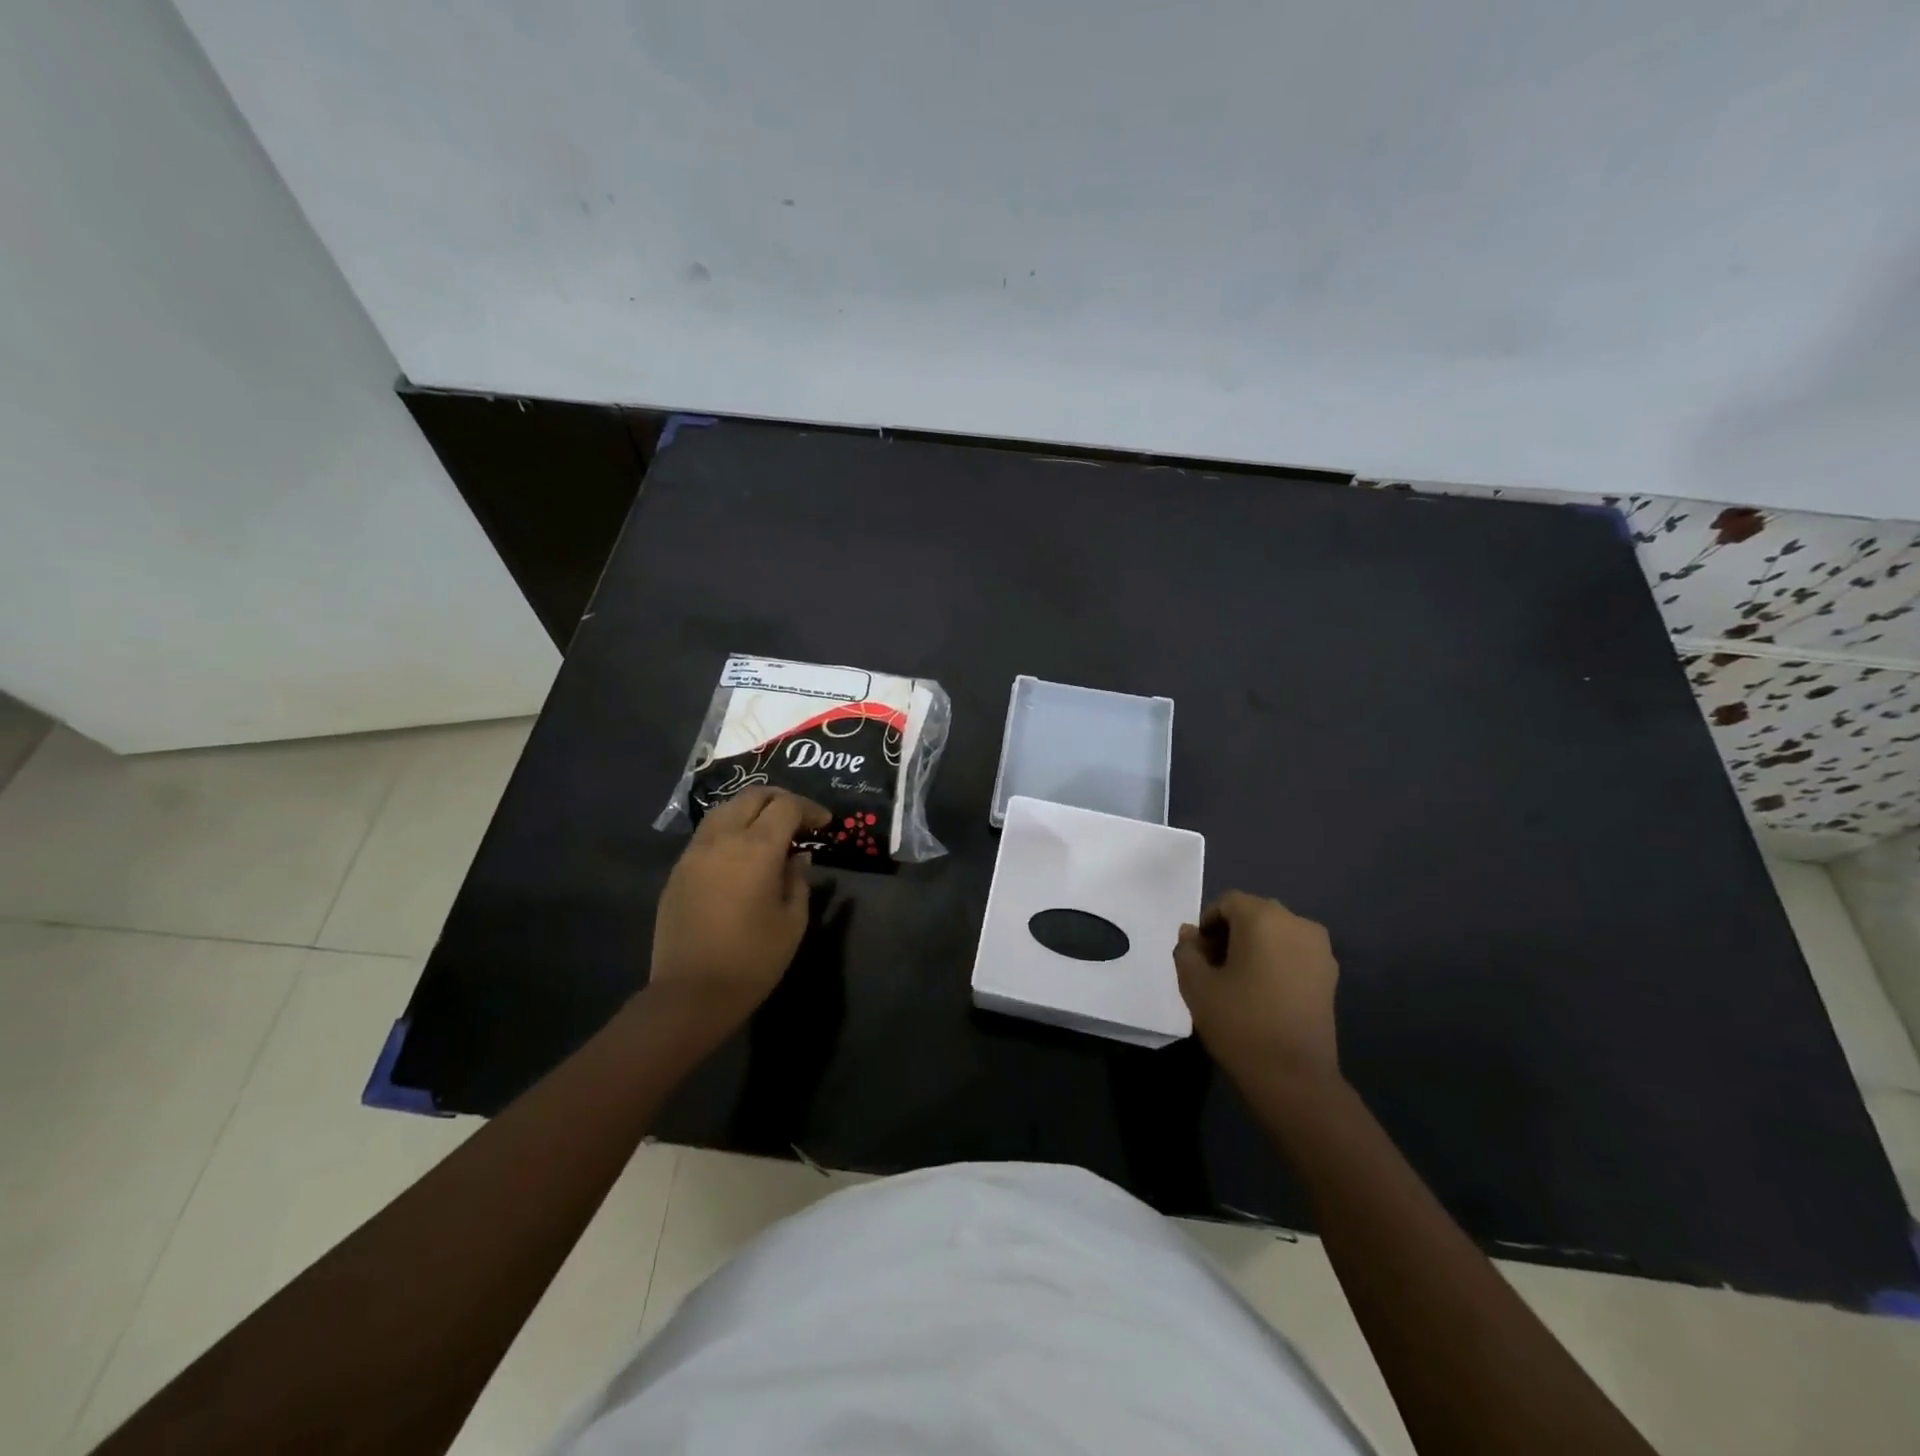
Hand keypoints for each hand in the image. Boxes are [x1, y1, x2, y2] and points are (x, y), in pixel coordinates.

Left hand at [648, 787, 829, 1037]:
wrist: (690, 994)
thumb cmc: (752, 960)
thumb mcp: (792, 921)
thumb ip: (797, 880)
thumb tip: (797, 858)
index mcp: (756, 849)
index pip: (786, 807)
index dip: (809, 809)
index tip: (824, 825)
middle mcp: (722, 839)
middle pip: (752, 796)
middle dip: (781, 800)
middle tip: (800, 819)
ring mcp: (695, 852)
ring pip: (725, 809)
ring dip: (752, 810)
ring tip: (770, 830)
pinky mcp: (678, 870)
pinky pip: (708, 833)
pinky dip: (730, 829)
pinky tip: (741, 852)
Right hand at [1175, 891, 1341, 1093]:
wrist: (1294, 1077)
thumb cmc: (1239, 1022)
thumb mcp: (1196, 984)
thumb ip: (1187, 951)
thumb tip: (1191, 935)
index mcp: (1263, 917)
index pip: (1227, 903)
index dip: (1207, 924)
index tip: (1197, 955)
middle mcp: (1297, 923)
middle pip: (1254, 914)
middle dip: (1230, 934)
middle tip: (1213, 968)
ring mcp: (1319, 950)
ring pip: (1276, 934)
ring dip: (1254, 947)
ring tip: (1238, 983)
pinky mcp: (1330, 976)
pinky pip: (1294, 953)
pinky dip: (1276, 962)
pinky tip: (1263, 994)